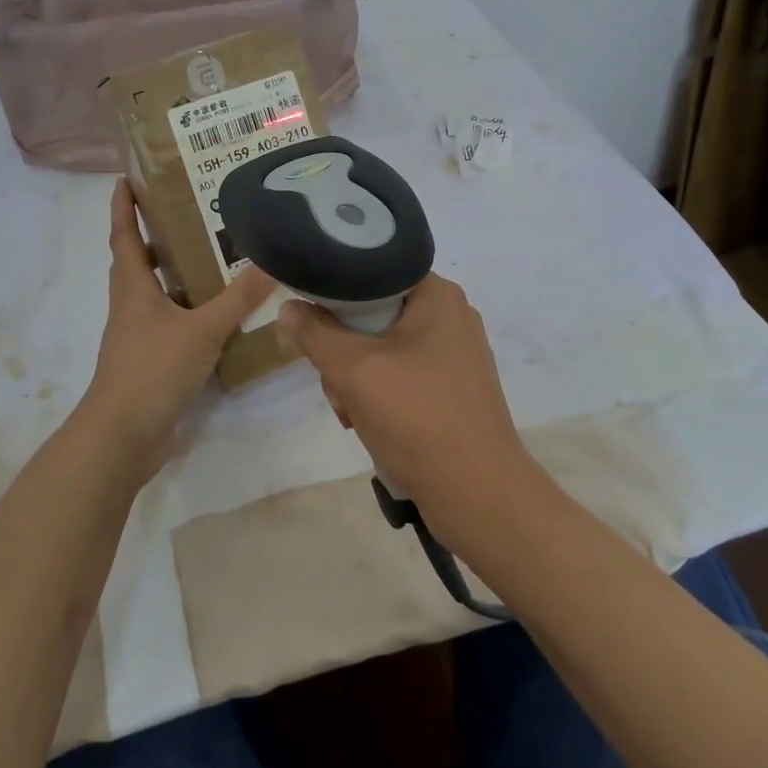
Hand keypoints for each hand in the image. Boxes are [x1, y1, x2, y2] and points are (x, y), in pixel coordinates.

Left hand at [80, 180, 277, 480]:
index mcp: (133, 288)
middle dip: (154, 237)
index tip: (125, 179)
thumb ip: (237, 298)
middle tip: (187, 215)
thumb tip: (270, 262)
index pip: (123, 236)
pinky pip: (168, 324)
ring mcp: (137, 336)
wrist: (123, 435)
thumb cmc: (153, 369)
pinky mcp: (149, 361)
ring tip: (210, 259)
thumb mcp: (202, 330)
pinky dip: (186, 311)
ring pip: (153, 294)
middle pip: (137, 262)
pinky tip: (215, 316)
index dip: (122, 207)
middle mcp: (131, 306)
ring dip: (173, 275)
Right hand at [276, 273, 539, 542]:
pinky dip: (379, 396)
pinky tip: (369, 425)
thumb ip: (315, 333)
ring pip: (382, 349)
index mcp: (437, 295)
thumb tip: (289, 307)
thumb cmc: (418, 419)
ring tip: (352, 414)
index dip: (334, 293)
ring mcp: (454, 355)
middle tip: (337, 384)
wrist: (478, 496)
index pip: (372, 271)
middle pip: (373, 314)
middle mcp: (450, 316)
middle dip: (344, 351)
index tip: (311, 321)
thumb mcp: (354, 370)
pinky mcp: (453, 389)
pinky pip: (401, 375)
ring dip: (356, 379)